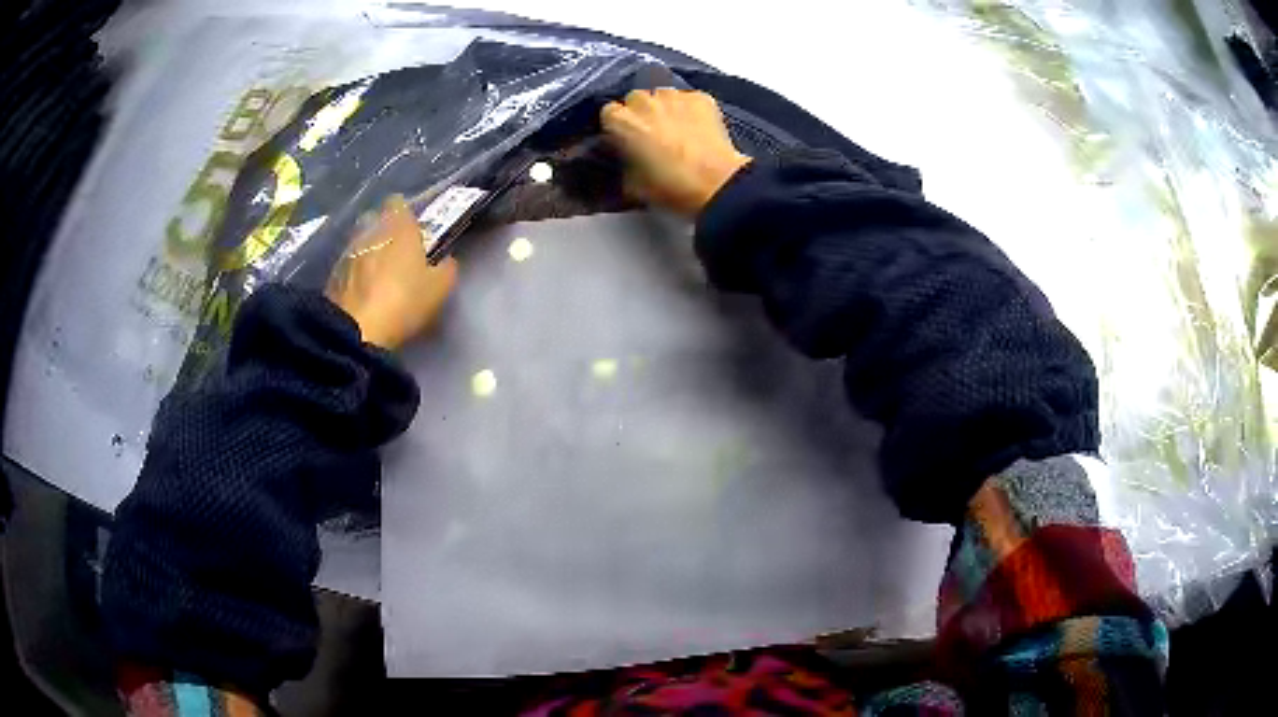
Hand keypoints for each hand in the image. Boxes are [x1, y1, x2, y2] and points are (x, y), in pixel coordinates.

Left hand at [326, 194, 458, 349]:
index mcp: (398, 227)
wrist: (356, 331)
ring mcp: (348, 253)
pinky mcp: (333, 275)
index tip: (412, 228)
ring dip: (368, 251)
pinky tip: (362, 290)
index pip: (397, 202)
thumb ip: (446, 269)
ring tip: (377, 273)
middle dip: (383, 228)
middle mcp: (370, 232)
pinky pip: (347, 265)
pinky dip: (354, 272)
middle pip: (374, 219)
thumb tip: (446, 261)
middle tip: (395, 249)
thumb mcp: (439, 289)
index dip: (404, 212)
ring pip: (359, 242)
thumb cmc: (404, 302)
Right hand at [601, 88, 751, 216]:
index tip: (625, 138)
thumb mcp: (632, 184)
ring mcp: (674, 96)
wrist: (717, 185)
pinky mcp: (701, 98)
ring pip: (662, 95)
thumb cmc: (671, 188)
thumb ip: (623, 162)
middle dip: (640, 113)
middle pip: (635, 99)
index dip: (618, 126)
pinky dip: (689, 109)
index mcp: (622, 121)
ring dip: (664, 108)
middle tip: (651, 135)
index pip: (609, 113)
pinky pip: (688, 99)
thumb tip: (627, 158)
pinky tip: (696, 127)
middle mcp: (645, 101)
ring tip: (676, 130)